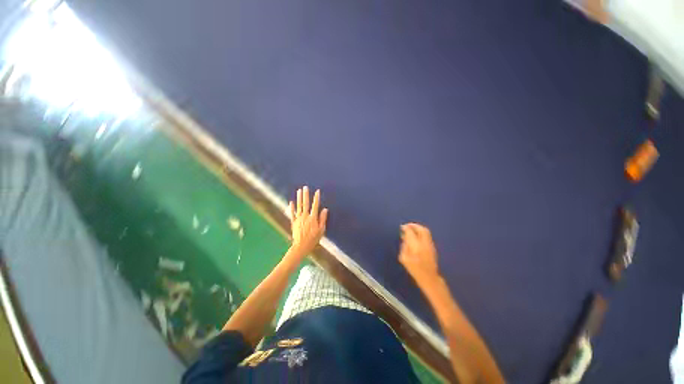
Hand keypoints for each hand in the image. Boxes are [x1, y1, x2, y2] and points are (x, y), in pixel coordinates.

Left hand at [289, 186, 327, 256]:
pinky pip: (292, 213)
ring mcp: (298, 219)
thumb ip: (323, 219)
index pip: (315, 205)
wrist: (301, 246)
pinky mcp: (293, 222)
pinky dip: (291, 207)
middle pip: (305, 204)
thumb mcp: (321, 230)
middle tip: (305, 187)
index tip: (317, 191)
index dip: (316, 198)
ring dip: (299, 198)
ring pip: (299, 206)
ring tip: (299, 191)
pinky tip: (291, 202)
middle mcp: (305, 216)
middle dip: (306, 195)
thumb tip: (325, 209)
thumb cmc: (313, 239)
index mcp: (313, 218)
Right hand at [398, 223, 440, 288]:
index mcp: (416, 245)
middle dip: (413, 225)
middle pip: (421, 229)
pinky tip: (417, 236)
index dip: (406, 228)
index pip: (411, 232)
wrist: (429, 277)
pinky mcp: (432, 246)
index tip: (401, 227)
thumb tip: (405, 238)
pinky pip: (427, 235)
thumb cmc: (414, 269)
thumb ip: (404, 246)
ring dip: (418, 228)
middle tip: (407, 226)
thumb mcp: (404, 258)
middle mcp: (424, 242)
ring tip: (412, 229)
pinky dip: (421, 232)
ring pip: (425, 231)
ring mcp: (430, 244)